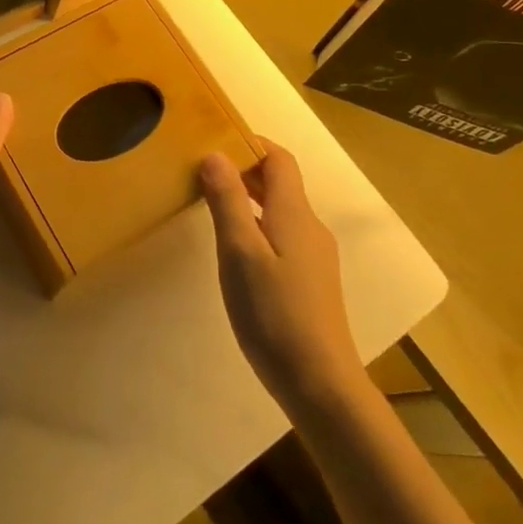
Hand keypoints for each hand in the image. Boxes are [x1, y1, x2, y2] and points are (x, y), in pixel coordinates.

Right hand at [201, 142, 364, 417]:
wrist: (319, 383)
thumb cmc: (274, 313)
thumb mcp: (240, 253)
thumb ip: (228, 201)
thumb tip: (215, 153)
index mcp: (294, 214)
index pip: (279, 159)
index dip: (251, 143)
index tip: (215, 139)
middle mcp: (309, 227)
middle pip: (280, 183)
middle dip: (245, 169)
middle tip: (203, 171)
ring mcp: (314, 256)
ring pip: (280, 210)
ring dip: (249, 198)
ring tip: (212, 204)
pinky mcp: (310, 281)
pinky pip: (282, 235)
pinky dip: (257, 225)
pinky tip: (235, 249)